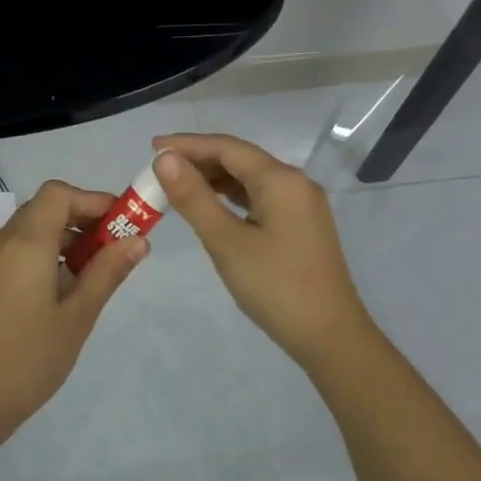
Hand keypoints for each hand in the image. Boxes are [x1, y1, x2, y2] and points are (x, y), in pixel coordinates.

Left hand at [0, 180, 147, 441]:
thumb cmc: (30, 359)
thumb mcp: (77, 316)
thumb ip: (107, 272)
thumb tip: (139, 240)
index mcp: (24, 244)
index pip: (58, 194)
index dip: (92, 199)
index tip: (122, 223)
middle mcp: (1, 242)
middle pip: (45, 208)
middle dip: (83, 218)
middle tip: (115, 247)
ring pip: (32, 229)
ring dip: (66, 237)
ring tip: (95, 271)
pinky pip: (19, 249)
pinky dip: (46, 252)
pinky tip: (65, 287)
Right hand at [151, 134, 377, 368]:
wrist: (329, 336)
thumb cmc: (275, 286)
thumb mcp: (226, 241)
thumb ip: (194, 198)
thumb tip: (165, 159)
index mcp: (281, 179)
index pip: (227, 147)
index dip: (188, 144)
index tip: (151, 147)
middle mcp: (295, 183)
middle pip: (240, 159)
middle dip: (199, 160)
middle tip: (158, 169)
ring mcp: (300, 206)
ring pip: (250, 179)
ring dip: (214, 179)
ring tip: (177, 185)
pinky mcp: (300, 227)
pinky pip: (259, 198)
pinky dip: (231, 197)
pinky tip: (210, 206)